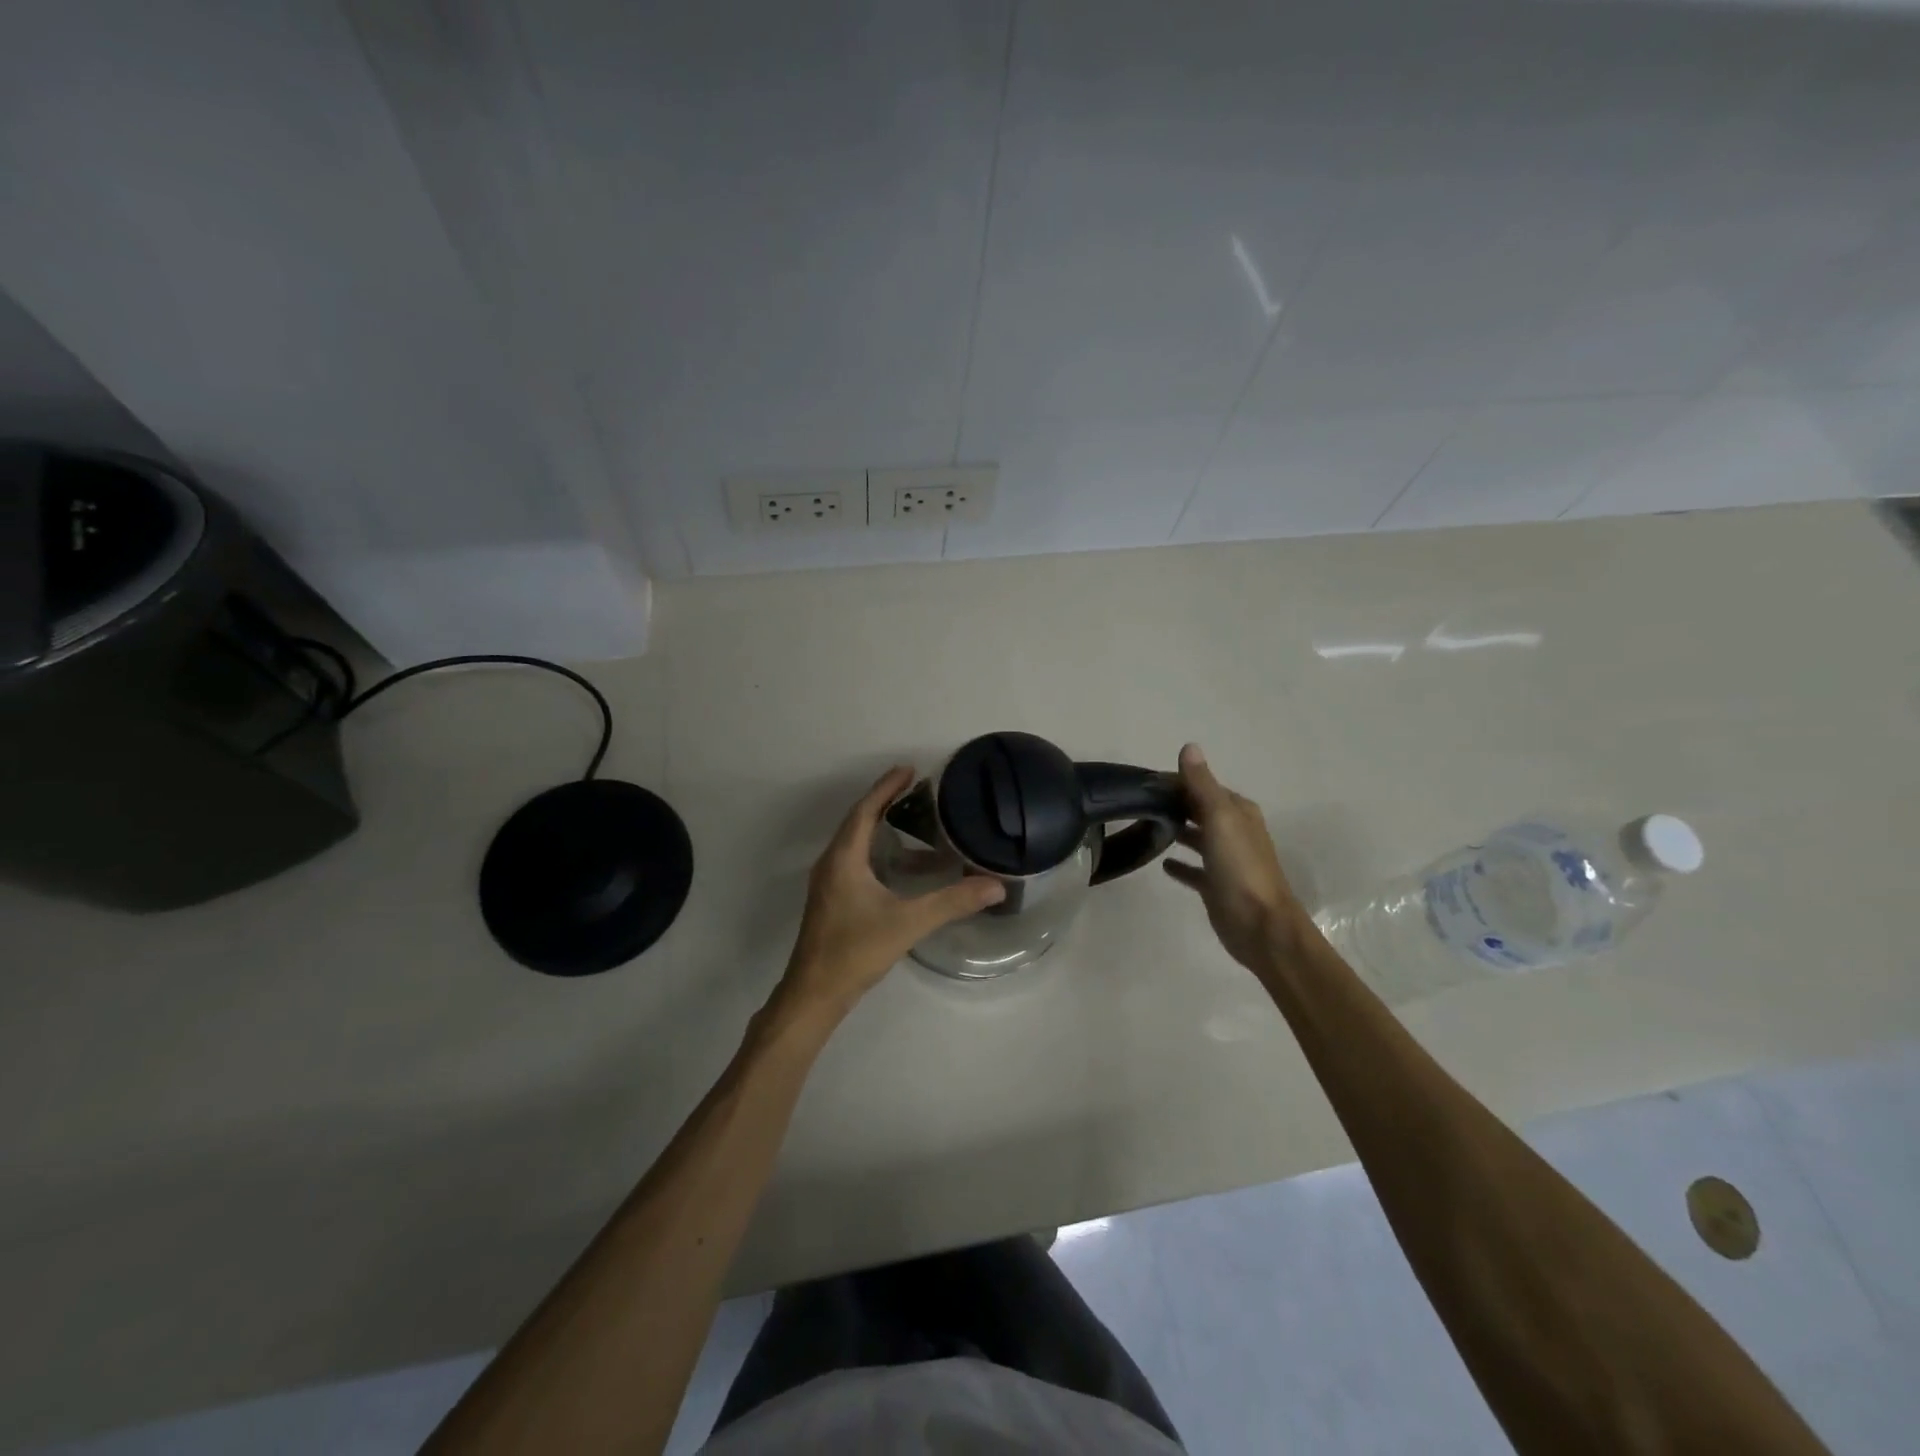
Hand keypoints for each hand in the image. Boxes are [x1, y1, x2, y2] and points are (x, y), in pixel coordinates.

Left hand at [777, 766, 1005, 1019]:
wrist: (815, 994)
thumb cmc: (855, 950)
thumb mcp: (907, 923)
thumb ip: (952, 902)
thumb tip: (995, 886)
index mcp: (843, 859)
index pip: (865, 811)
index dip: (886, 788)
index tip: (909, 769)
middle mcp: (832, 864)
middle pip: (859, 822)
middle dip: (886, 803)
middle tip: (917, 790)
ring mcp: (830, 884)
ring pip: (858, 844)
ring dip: (884, 829)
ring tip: (918, 823)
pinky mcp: (834, 901)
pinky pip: (858, 863)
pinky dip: (881, 854)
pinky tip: (905, 868)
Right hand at [1163, 743, 1304, 973]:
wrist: (1260, 925)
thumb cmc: (1240, 867)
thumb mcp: (1220, 818)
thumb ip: (1202, 784)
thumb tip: (1189, 746)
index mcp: (1237, 811)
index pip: (1202, 786)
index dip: (1176, 781)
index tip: (1143, 782)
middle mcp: (1233, 831)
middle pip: (1199, 809)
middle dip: (1174, 803)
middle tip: (1137, 802)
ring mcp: (1226, 860)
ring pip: (1197, 837)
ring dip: (1177, 830)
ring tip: (1144, 826)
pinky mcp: (1216, 885)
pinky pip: (1194, 869)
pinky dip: (1180, 864)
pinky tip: (1162, 863)